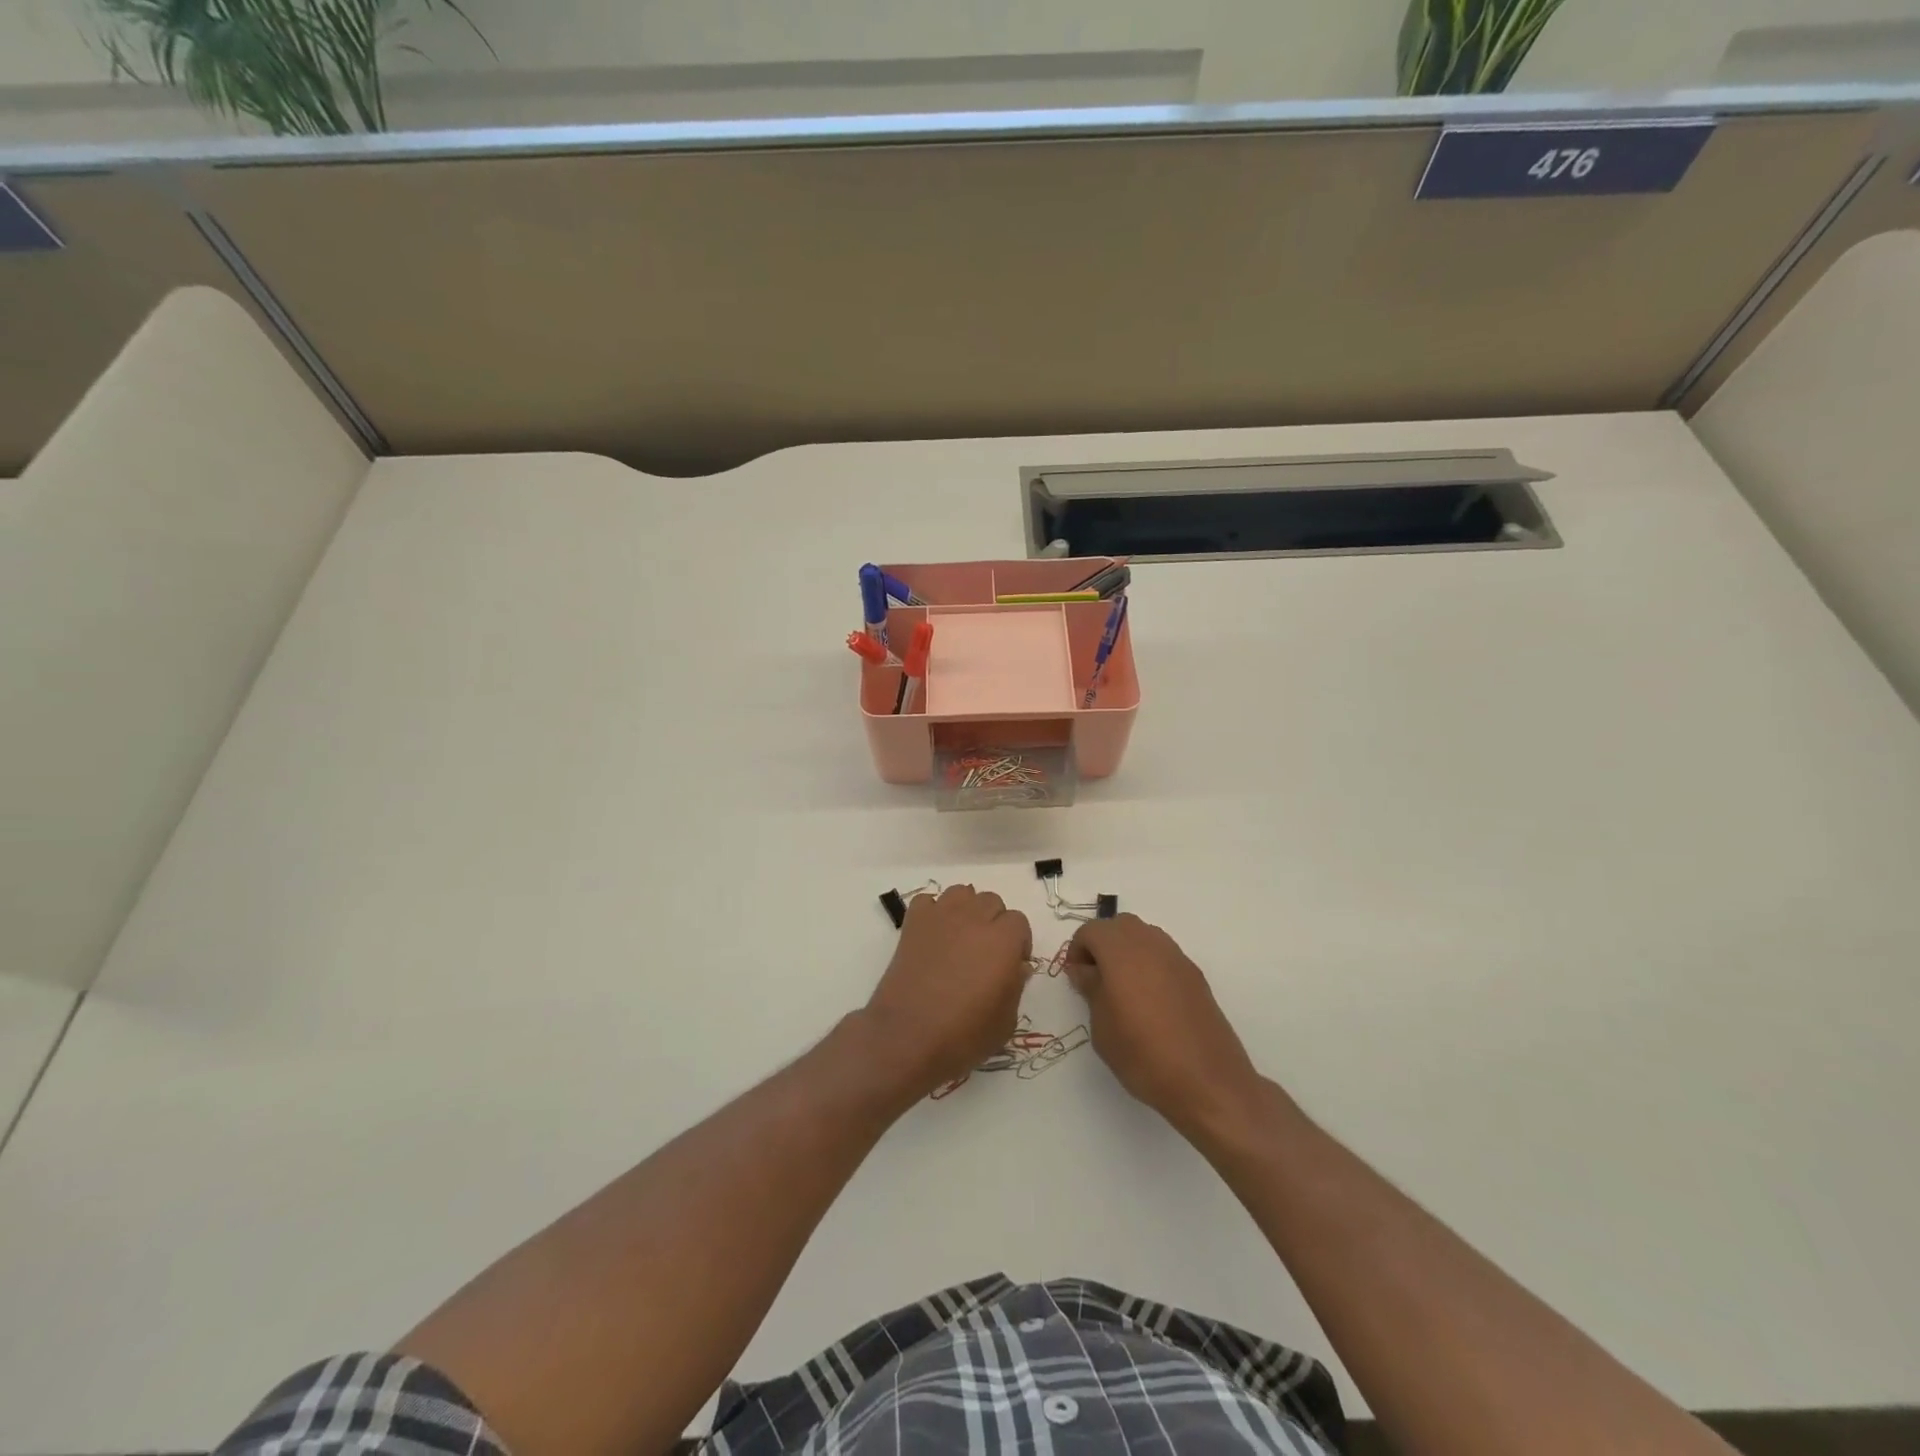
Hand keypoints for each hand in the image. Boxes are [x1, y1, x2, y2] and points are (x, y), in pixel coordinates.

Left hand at [863, 885, 1032, 1097]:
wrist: (907, 1036)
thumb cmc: (963, 1035)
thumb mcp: (1005, 1021)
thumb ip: (1016, 986)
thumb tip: (1016, 967)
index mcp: (1003, 940)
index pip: (1019, 922)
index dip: (1018, 943)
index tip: (1012, 965)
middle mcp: (974, 919)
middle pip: (992, 901)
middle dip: (994, 922)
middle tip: (986, 953)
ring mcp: (941, 916)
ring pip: (962, 892)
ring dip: (966, 909)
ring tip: (960, 937)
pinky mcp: (913, 923)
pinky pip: (928, 901)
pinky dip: (933, 912)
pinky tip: (933, 936)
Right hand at [1065, 914, 1261, 1135]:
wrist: (1208, 1082)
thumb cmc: (1143, 1055)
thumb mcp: (1102, 1027)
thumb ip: (1091, 990)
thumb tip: (1085, 970)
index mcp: (1122, 951)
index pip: (1091, 930)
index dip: (1077, 950)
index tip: (1076, 979)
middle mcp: (1151, 944)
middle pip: (1119, 926)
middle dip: (1102, 945)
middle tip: (1096, 980)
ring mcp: (1177, 958)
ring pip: (1144, 937)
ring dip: (1127, 952)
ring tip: (1122, 991)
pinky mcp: (1195, 976)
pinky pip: (1164, 956)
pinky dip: (1149, 966)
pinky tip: (1150, 1003)